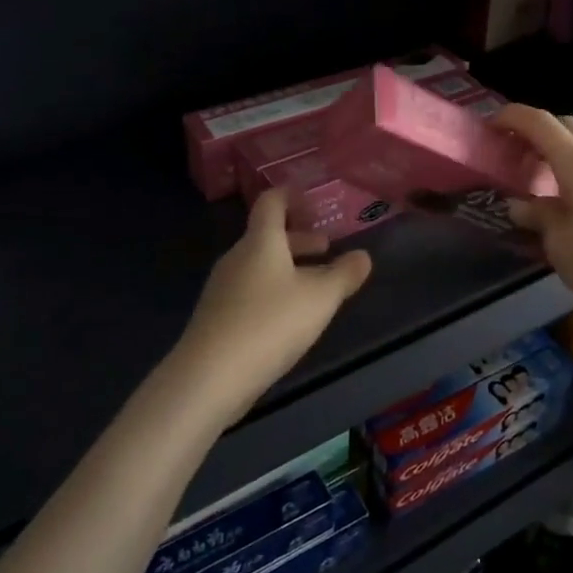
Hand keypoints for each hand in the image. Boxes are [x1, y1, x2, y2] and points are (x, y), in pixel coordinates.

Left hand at [170, 189, 373, 423]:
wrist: (210, 376)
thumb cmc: (270, 324)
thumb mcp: (320, 298)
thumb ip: (344, 274)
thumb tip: (363, 256)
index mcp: (261, 241)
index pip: (271, 202)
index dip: (291, 196)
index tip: (312, 201)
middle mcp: (237, 257)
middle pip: (267, 236)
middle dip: (299, 239)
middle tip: (326, 247)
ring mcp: (222, 287)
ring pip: (259, 265)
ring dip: (288, 267)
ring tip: (314, 286)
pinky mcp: (217, 316)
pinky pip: (250, 290)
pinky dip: (273, 290)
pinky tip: (288, 318)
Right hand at [495, 105, 572, 343]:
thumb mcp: (558, 242)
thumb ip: (537, 215)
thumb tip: (519, 204)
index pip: (539, 122)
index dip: (511, 117)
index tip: (489, 125)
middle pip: (565, 124)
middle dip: (535, 129)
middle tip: (512, 151)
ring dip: (559, 144)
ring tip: (538, 169)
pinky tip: (567, 190)